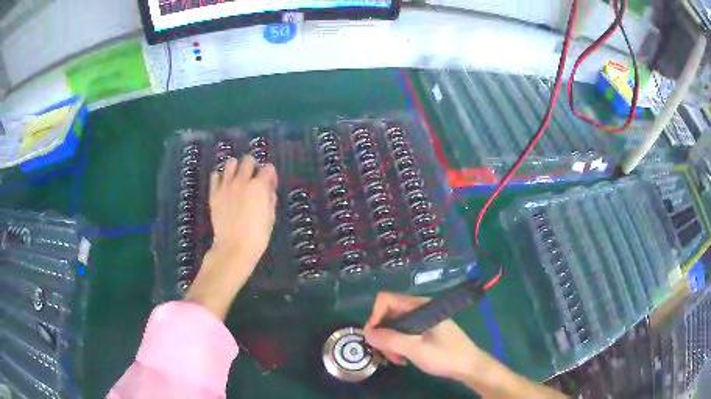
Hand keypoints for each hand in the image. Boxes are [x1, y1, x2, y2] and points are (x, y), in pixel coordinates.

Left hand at [186, 155, 277, 319]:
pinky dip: (220, 177)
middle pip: (248, 160)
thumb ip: (270, 198)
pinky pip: (215, 176)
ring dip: (236, 167)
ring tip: (237, 177)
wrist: (234, 247)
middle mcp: (242, 181)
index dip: (270, 174)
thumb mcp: (270, 217)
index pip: (268, 168)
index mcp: (259, 187)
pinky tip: (224, 184)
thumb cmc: (257, 236)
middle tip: (253, 177)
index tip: (269, 181)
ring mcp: (226, 186)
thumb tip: (268, 188)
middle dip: (253, 165)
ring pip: (230, 163)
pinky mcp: (214, 193)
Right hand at [363, 292, 479, 381]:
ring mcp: (423, 320)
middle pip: (389, 314)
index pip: (386, 300)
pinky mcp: (425, 331)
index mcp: (419, 306)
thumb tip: (366, 333)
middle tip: (386, 354)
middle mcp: (420, 309)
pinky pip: (404, 333)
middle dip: (383, 334)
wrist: (470, 366)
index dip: (375, 316)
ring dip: (390, 343)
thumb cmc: (445, 355)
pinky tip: (403, 359)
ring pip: (395, 326)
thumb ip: (390, 340)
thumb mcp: (415, 349)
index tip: (374, 338)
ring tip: (397, 360)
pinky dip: (399, 345)